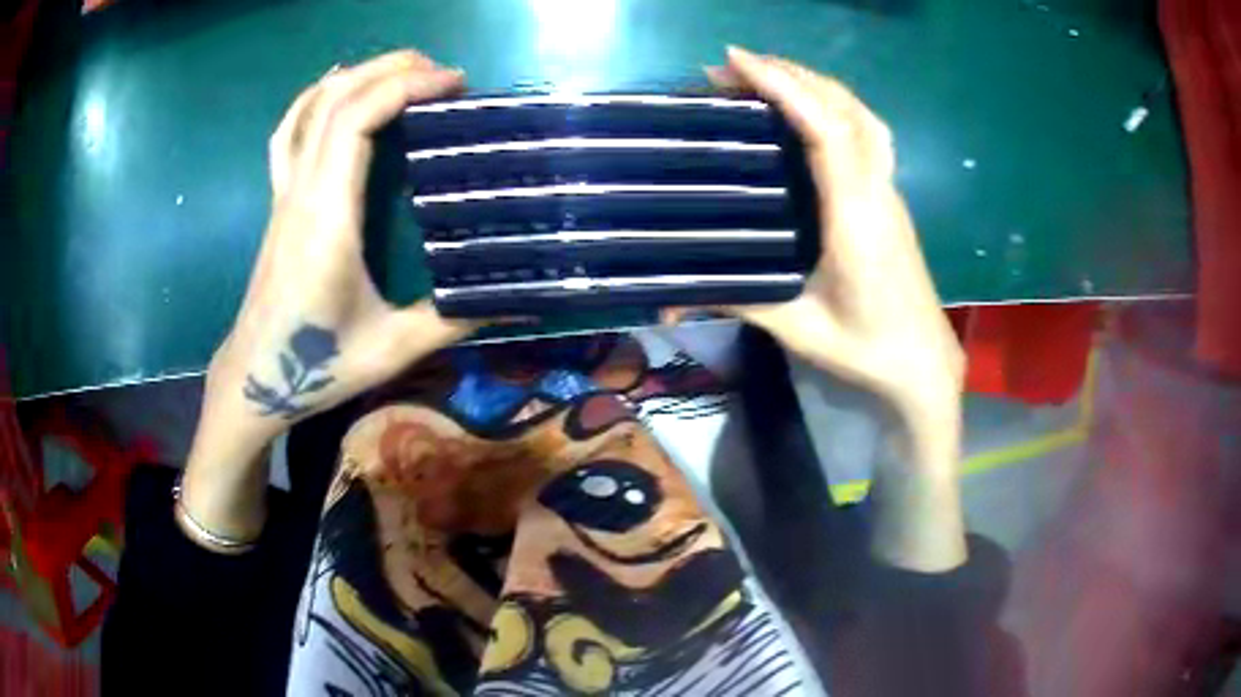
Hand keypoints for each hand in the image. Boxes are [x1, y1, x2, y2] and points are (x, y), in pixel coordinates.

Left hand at [182, 50, 471, 543]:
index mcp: (328, 218)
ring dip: (357, 75)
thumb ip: (452, 320)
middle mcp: (302, 192)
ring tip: (403, 70)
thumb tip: (513, 299)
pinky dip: (313, 97)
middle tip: (444, 73)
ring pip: (309, 109)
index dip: (406, 87)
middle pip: (336, 100)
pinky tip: (336, 86)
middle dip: (392, 68)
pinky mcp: (280, 201)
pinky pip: (290, 132)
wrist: (255, 377)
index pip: (357, 123)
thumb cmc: (317, 367)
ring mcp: (285, 193)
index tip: (455, 84)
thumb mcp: (391, 350)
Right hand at [688, 47, 963, 421]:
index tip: (734, 61)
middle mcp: (878, 190)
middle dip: (788, 73)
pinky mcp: (891, 196)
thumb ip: (740, 301)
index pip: (824, 129)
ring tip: (766, 77)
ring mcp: (889, 189)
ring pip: (860, 114)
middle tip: (731, 68)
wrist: (924, 362)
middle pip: (843, 107)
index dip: (782, 86)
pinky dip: (833, 103)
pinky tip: (808, 110)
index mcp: (855, 216)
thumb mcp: (799, 329)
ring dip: (814, 83)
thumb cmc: (868, 349)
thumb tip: (671, 299)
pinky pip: (866, 130)